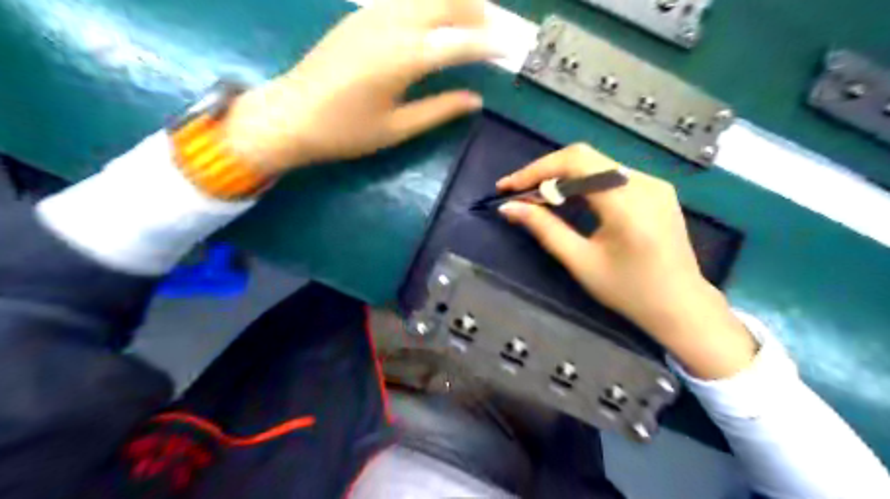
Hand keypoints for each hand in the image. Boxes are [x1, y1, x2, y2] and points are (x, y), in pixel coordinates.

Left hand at [222, 0, 499, 173]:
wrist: (290, 116)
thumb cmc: (345, 131)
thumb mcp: (397, 128)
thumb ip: (439, 110)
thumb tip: (475, 100)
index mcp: (404, 59)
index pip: (458, 43)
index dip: (488, 44)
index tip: (510, 47)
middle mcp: (392, 26)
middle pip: (443, 1)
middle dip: (473, 9)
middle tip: (491, 27)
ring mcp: (372, 15)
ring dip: (450, 0)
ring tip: (468, 17)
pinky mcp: (359, 16)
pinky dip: (426, 3)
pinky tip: (432, 16)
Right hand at [498, 144, 753, 377]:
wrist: (681, 306)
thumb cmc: (629, 291)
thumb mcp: (581, 262)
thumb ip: (544, 229)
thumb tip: (509, 208)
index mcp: (627, 203)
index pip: (575, 163)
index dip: (536, 170)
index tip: (507, 187)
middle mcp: (644, 182)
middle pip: (584, 157)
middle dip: (545, 172)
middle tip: (519, 193)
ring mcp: (654, 183)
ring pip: (596, 164)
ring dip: (562, 177)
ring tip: (538, 198)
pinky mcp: (656, 189)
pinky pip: (610, 174)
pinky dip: (582, 183)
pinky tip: (569, 201)